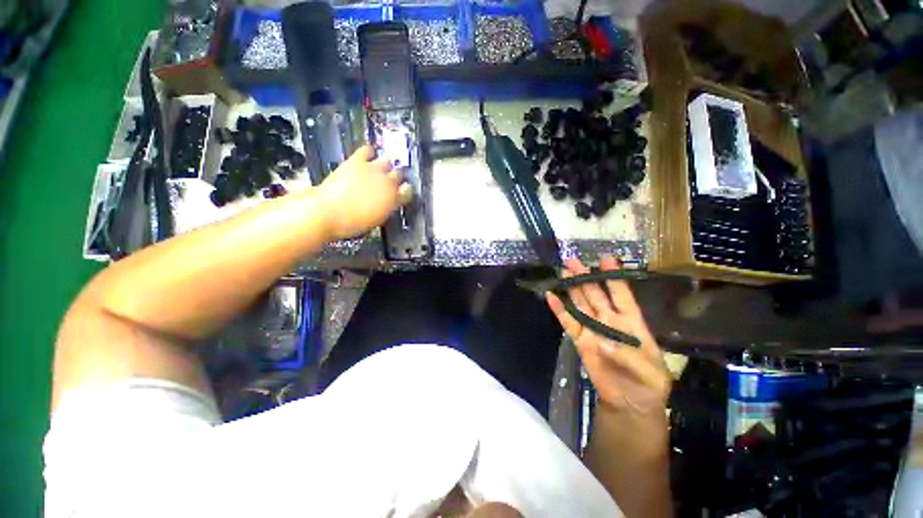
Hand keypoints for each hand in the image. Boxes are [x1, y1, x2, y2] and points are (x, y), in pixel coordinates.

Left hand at [317, 145, 412, 239]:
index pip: (407, 191)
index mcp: (393, 201)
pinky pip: (367, 150)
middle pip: (399, 174)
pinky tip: (369, 153)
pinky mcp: (357, 161)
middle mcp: (387, 184)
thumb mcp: (375, 219)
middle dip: (397, 176)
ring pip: (387, 161)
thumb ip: (385, 208)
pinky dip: (370, 151)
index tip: (403, 191)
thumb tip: (387, 203)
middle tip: (393, 178)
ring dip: (387, 163)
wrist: (328, 213)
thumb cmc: (351, 223)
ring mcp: (373, 170)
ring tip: (384, 165)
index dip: (405, 191)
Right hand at [546, 257, 670, 417]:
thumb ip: (629, 357)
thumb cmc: (649, 385)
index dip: (614, 278)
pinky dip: (559, 310)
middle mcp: (610, 320)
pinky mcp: (580, 340)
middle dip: (585, 277)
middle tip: (572, 260)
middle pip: (595, 294)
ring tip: (562, 272)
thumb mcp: (651, 374)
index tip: (605, 259)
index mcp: (632, 322)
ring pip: (580, 304)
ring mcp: (593, 329)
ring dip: (571, 288)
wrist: (630, 403)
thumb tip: (603, 343)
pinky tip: (551, 297)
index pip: (622, 295)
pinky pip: (568, 322)